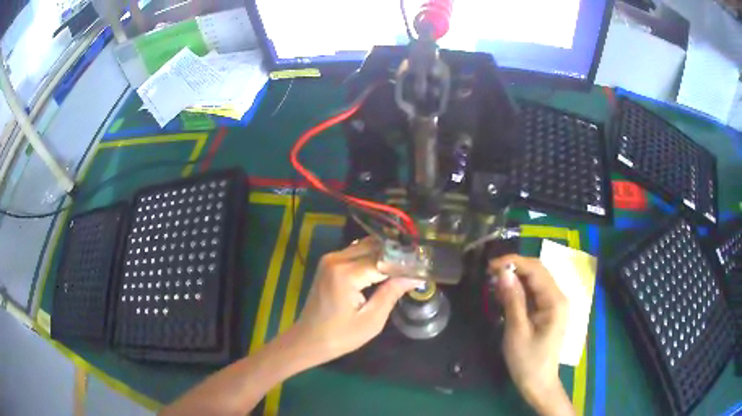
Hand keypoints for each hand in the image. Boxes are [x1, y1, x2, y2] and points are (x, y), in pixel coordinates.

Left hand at [288, 237, 418, 365]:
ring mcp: (330, 259)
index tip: (424, 267)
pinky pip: (355, 252)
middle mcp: (336, 259)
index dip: (404, 262)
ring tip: (405, 265)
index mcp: (346, 274)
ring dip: (385, 253)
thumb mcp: (371, 320)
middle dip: (396, 254)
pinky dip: (371, 256)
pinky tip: (385, 267)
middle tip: (417, 265)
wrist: (308, 340)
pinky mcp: (329, 263)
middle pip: (374, 246)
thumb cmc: (340, 336)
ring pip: (365, 246)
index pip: (383, 259)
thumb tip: (416, 276)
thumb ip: (392, 293)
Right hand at [489, 255, 572, 415]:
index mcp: (555, 301)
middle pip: (537, 272)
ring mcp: (554, 304)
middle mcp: (558, 297)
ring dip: (515, 279)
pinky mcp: (548, 312)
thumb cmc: (528, 361)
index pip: (536, 269)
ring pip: (535, 281)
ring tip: (494, 284)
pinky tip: (505, 295)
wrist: (538, 384)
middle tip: (489, 274)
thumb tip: (503, 272)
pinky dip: (519, 291)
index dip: (513, 262)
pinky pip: (534, 294)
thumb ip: (512, 300)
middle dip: (514, 268)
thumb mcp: (517, 331)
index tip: (490, 266)